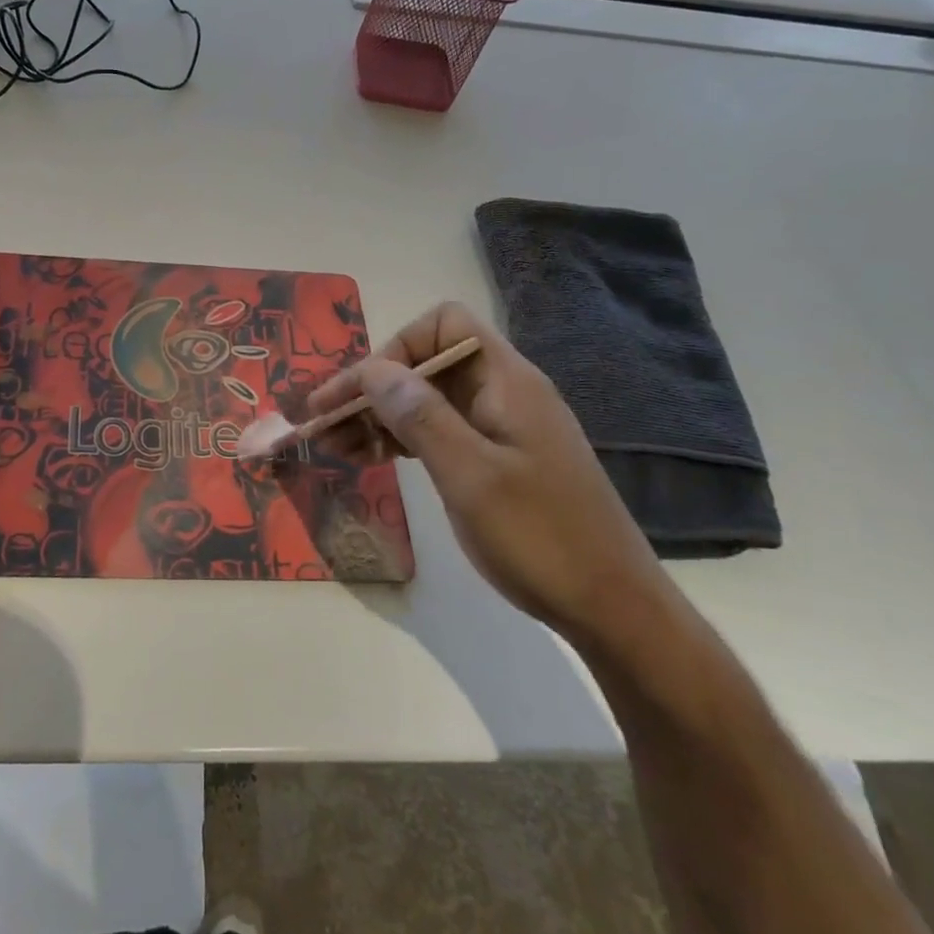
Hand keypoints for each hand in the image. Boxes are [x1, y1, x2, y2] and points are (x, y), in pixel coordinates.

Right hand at [307, 302, 665, 638]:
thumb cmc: (542, 538)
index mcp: (505, 382)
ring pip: (426, 400)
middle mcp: (501, 392)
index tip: (360, 394)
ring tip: (333, 447)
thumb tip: (372, 368)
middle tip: (323, 424)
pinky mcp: (495, 459)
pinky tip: (369, 459)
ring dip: (378, 416)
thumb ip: (420, 416)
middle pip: (426, 363)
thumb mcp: (471, 476)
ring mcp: (499, 427)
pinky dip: (400, 440)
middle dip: (372, 387)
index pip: (443, 326)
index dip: (396, 349)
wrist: (611, 607)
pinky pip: (437, 431)